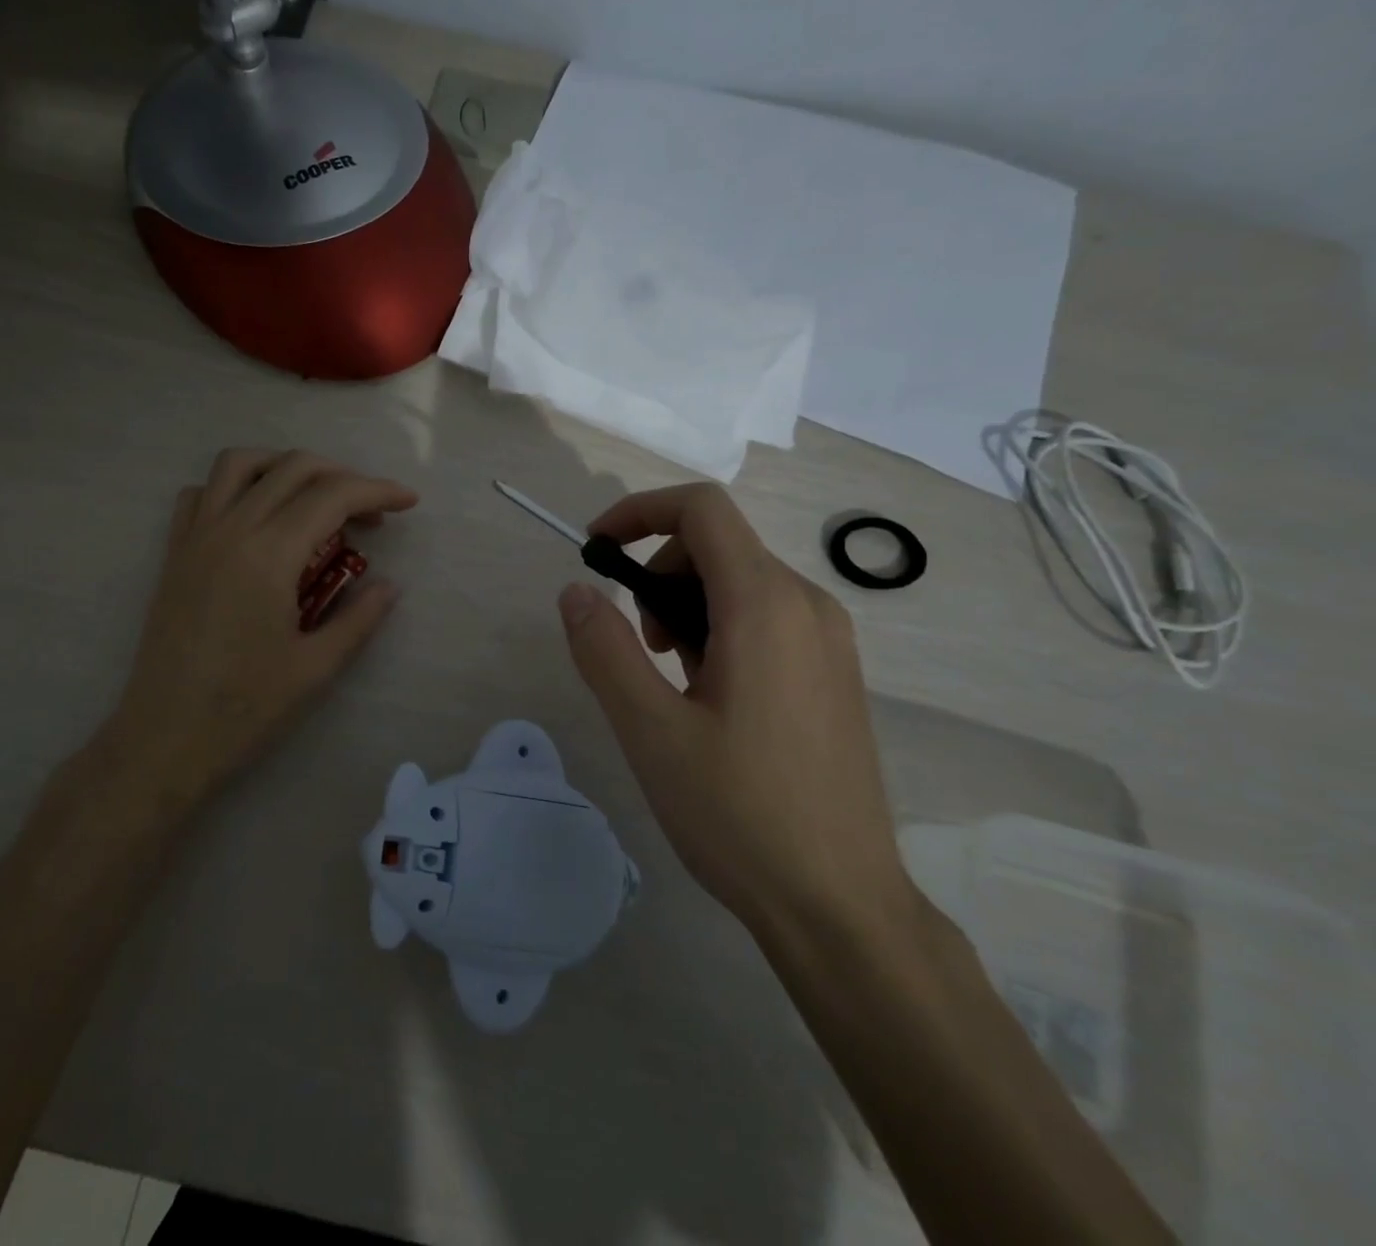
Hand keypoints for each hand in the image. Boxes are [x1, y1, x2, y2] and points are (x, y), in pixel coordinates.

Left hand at [108, 449, 416, 803]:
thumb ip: (360, 618)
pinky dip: (236, 486)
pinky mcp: (174, 553)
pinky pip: (202, 493)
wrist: (163, 740)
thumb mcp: (316, 668)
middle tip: (372, 513)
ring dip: (286, 467)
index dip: (377, 491)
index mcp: (268, 555)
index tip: (408, 503)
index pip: (332, 496)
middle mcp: (229, 530)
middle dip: (342, 476)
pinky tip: (257, 517)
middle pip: (292, 467)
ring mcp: (195, 537)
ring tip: (315, 498)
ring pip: (240, 463)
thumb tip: (390, 585)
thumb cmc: (244, 710)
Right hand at [557, 484, 910, 939]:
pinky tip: (709, 701)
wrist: (840, 907)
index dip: (638, 511)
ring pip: (740, 582)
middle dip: (657, 574)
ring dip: (685, 606)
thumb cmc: (739, 814)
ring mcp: (829, 641)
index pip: (701, 509)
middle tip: (637, 646)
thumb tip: (575, 590)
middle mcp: (808, 606)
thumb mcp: (650, 730)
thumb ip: (604, 649)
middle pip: (717, 544)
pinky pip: (766, 618)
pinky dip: (719, 630)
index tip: (595, 550)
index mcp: (766, 606)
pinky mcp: (834, 674)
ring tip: (670, 682)